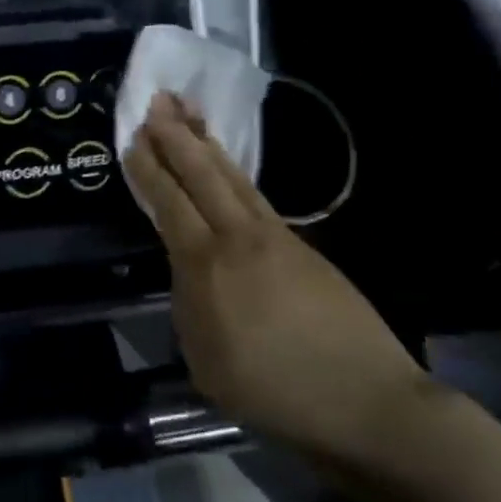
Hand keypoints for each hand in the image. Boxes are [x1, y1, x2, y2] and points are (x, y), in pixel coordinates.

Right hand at [125, 93, 429, 467]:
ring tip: (189, 112)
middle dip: (175, 135)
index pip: (168, 203)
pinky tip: (227, 167)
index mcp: (206, 266)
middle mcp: (237, 237)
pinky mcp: (301, 244)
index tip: (133, 137)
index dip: (148, 168)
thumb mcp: (206, 363)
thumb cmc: (276, 392)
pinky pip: (255, 195)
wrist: (367, 401)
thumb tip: (187, 272)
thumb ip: (188, 307)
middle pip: (201, 173)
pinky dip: (234, 171)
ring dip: (206, 142)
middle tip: (157, 100)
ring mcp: (274, 236)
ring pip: (231, 176)